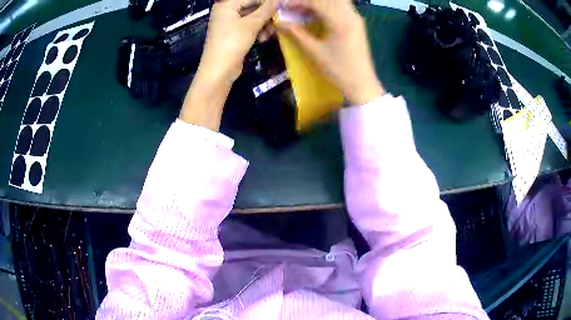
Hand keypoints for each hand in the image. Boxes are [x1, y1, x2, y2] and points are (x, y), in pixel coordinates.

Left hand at [198, 0, 278, 82]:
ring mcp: (228, 24)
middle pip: (251, 7)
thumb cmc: (233, 42)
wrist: (219, 70)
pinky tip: (263, 38)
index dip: (267, 3)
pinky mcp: (232, 35)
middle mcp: (226, 12)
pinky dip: (257, 31)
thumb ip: (266, 10)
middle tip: (278, 20)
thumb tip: (278, 0)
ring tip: (271, 33)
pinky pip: (248, 28)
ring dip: (263, 25)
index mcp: (226, 5)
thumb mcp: (252, 24)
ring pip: (251, 18)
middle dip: (266, 15)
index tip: (282, 7)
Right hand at [279, 0, 383, 104]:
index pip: (316, 2)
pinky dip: (326, 8)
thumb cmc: (338, 69)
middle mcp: (350, 15)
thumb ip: (296, 33)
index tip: (282, 5)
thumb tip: (279, 22)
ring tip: (301, 12)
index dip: (297, 2)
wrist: (362, 84)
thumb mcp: (314, 51)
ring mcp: (355, 18)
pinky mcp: (357, 24)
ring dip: (317, 4)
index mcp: (341, 21)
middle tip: (293, 8)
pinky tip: (314, 16)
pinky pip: (340, 8)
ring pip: (335, 2)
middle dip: (308, 1)